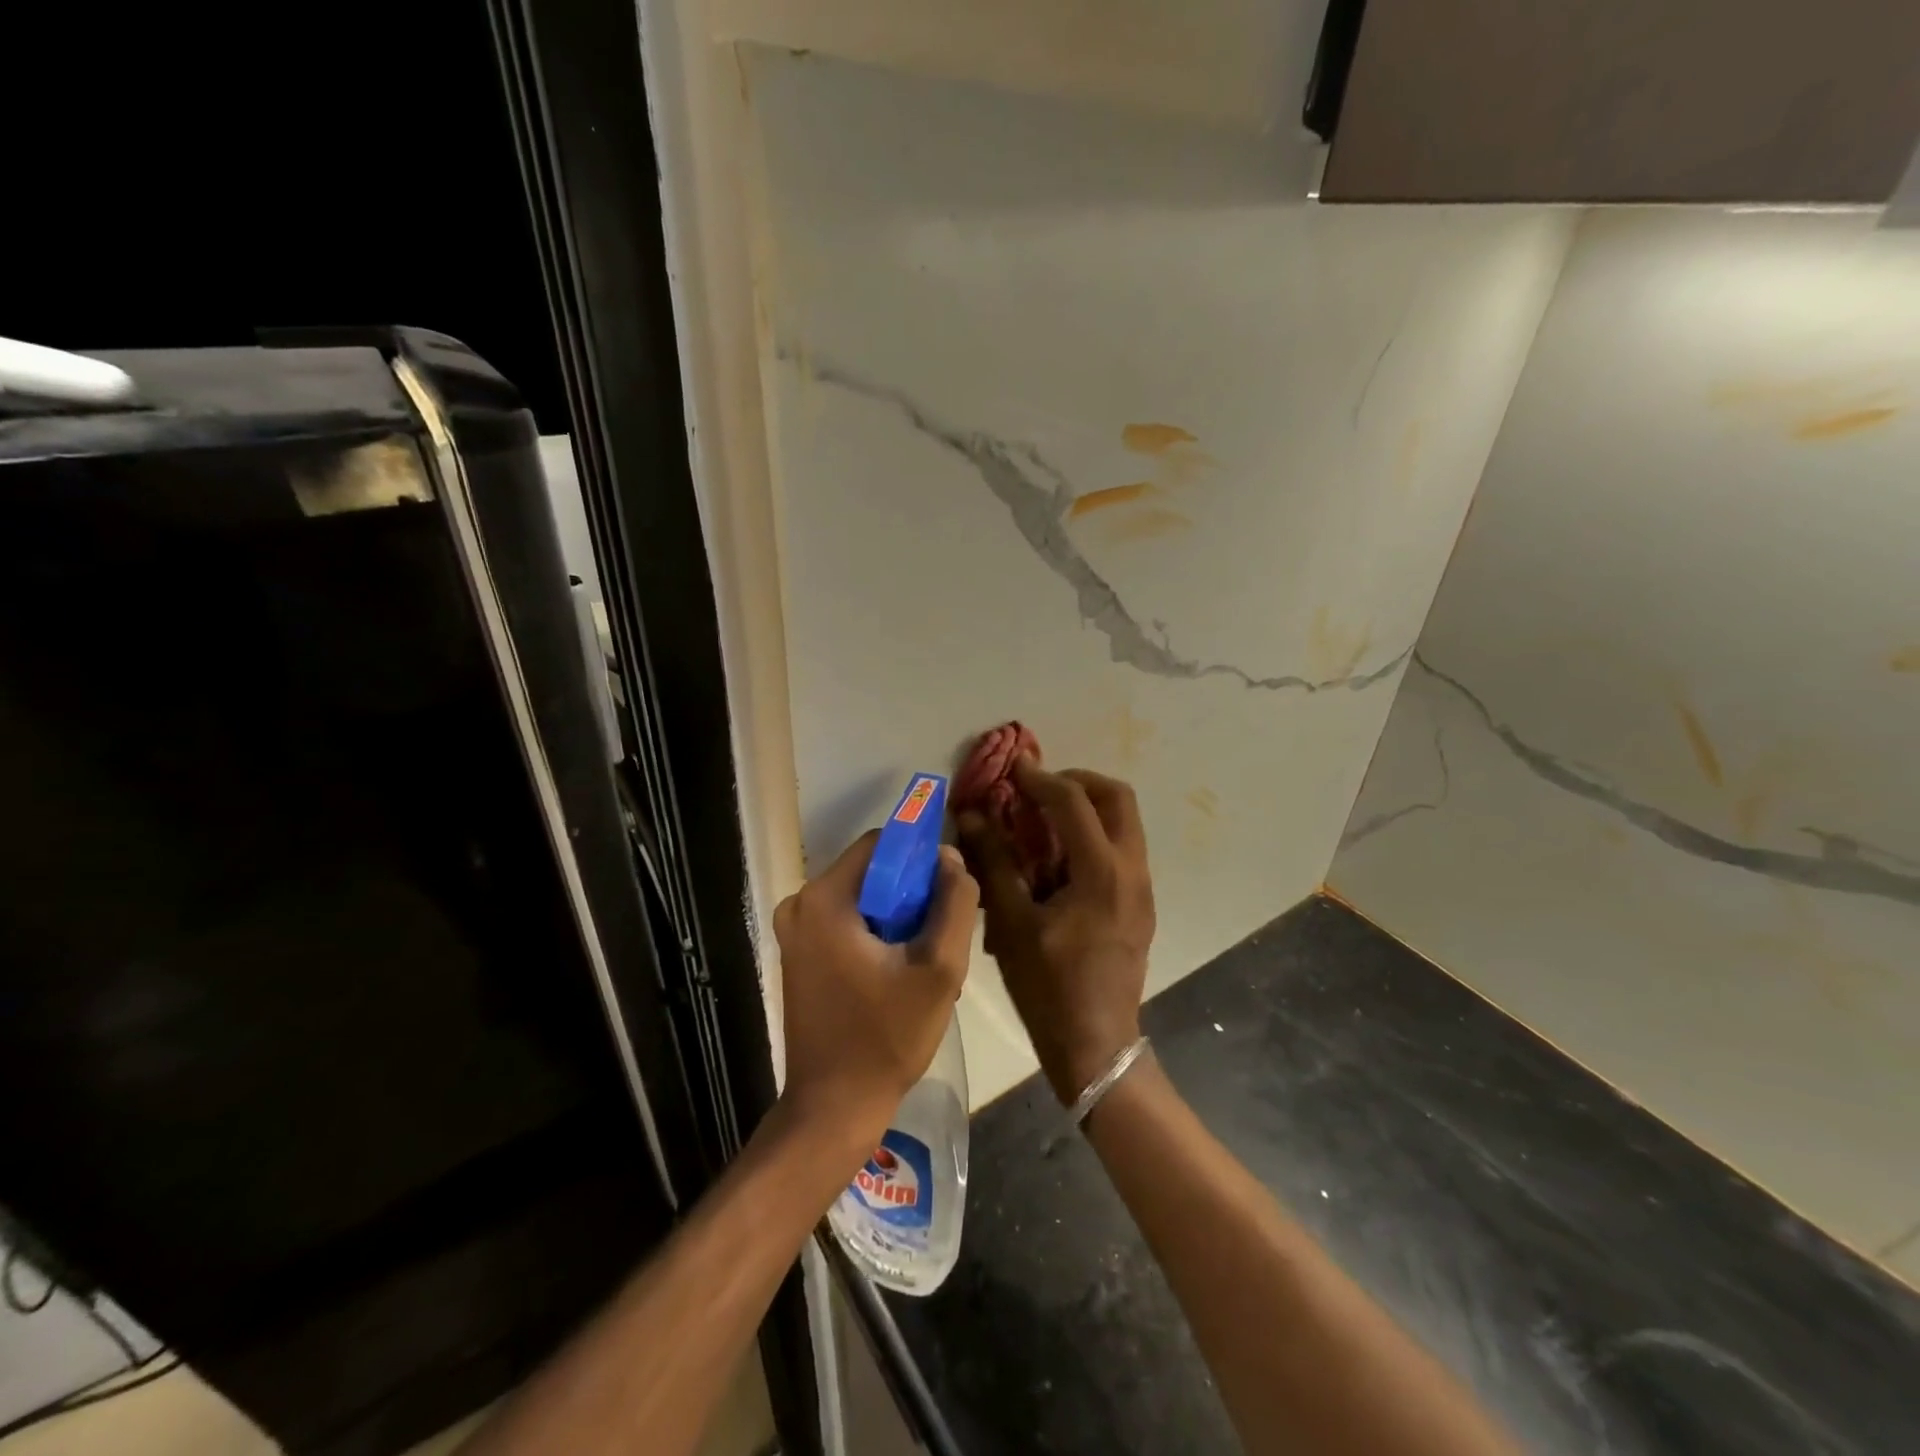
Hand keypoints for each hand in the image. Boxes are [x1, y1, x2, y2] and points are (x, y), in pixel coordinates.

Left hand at [773, 832, 977, 1157]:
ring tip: (921, 960)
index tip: (947, 893)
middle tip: (938, 936)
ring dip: (896, 917)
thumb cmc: (887, 1038)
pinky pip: (846, 921)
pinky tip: (897, 972)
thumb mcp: (940, 968)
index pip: (882, 843)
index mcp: (825, 898)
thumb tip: (950, 857)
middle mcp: (799, 904)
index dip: (920, 858)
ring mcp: (794, 930)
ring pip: (862, 897)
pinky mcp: (798, 954)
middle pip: (871, 871)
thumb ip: (954, 903)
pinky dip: (875, 933)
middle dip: (910, 893)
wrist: (833, 1107)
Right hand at [958, 761, 1153, 1104]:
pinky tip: (1059, 860)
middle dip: (1077, 781)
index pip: (1074, 801)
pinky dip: (1093, 835)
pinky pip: (1122, 849)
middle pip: (1117, 797)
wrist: (1097, 1045)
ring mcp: (1142, 888)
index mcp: (1102, 872)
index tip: (1013, 767)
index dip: (1040, 778)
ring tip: (1044, 820)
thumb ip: (994, 862)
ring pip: (1124, 822)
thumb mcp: (1013, 924)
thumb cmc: (1049, 987)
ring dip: (1087, 807)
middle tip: (1039, 788)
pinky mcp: (1140, 905)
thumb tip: (972, 816)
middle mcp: (1132, 870)